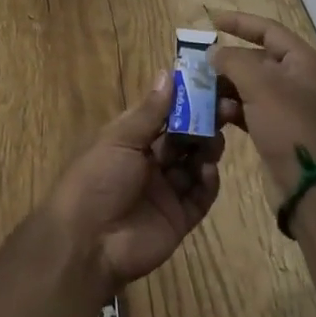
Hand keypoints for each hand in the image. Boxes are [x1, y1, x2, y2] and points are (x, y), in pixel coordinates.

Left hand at [47, 73, 224, 293]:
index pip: (164, 114)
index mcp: (132, 140)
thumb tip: (167, 72)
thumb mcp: (120, 139)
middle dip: (203, 123)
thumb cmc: (98, 179)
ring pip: (195, 164)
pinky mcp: (179, 218)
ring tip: (216, 138)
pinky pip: (200, 196)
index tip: (209, 84)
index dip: (185, 100)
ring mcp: (166, 191)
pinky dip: (208, 182)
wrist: (89, 243)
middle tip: (226, 108)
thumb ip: (149, 111)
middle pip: (184, 138)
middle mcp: (151, 163)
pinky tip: (208, 170)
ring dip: (207, 149)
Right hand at [208, 10, 315, 206]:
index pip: (269, 30)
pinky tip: (214, 115)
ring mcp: (291, 107)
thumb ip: (232, 61)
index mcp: (305, 61)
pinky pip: (251, 110)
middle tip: (198, 63)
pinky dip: (233, 109)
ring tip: (201, 92)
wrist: (313, 189)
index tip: (211, 20)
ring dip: (226, 87)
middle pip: (258, 59)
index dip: (239, 23)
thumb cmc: (290, 127)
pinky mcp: (280, 131)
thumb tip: (214, 54)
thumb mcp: (259, 85)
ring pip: (251, 86)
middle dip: (227, 62)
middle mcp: (301, 80)